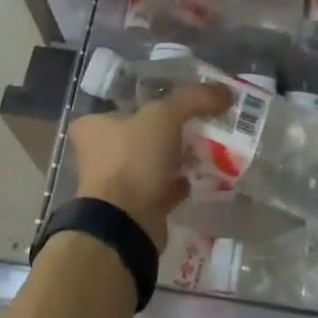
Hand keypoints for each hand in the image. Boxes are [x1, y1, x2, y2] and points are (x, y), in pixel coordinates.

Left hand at [71, 83, 231, 250]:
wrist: (125, 225)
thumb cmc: (134, 160)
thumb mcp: (165, 116)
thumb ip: (193, 98)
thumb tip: (224, 92)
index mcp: (93, 125)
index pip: (123, 103)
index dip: (151, 100)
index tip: (178, 102)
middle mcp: (98, 152)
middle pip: (140, 132)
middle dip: (169, 131)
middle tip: (199, 123)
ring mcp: (114, 183)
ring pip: (151, 161)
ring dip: (175, 158)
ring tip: (206, 148)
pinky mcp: (132, 208)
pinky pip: (160, 188)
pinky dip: (178, 183)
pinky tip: (199, 176)